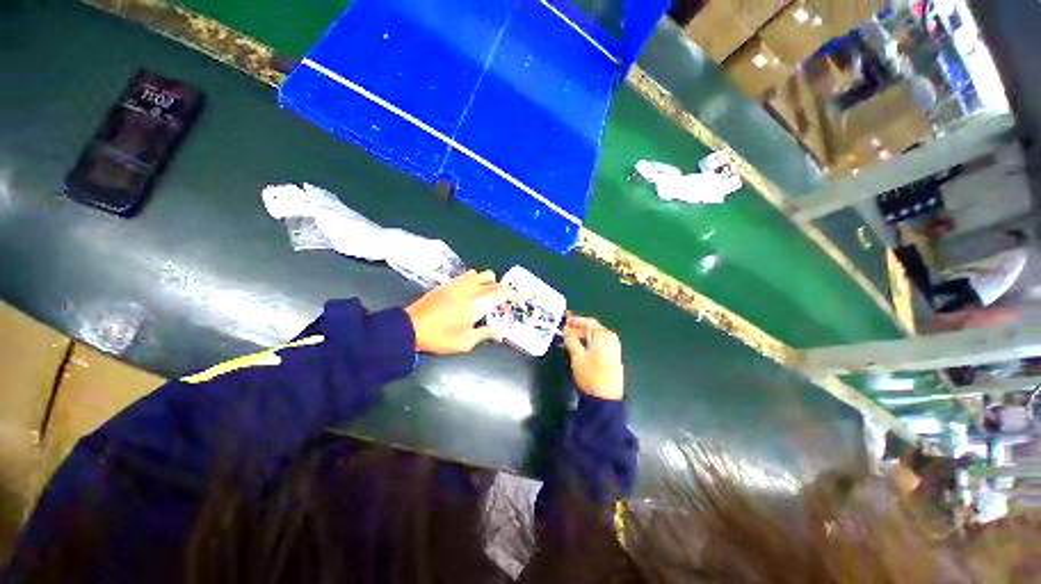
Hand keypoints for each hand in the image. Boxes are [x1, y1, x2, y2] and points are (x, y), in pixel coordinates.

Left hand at [405, 270, 517, 354]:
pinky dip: (477, 280)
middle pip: (494, 283)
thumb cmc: (439, 337)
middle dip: (503, 292)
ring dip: (491, 284)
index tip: (520, 301)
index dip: (514, 295)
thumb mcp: (465, 342)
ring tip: (489, 297)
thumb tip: (500, 334)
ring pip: (482, 275)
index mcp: (477, 304)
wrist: (409, 328)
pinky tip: (473, 291)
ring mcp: (458, 284)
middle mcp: (470, 289)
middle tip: (503, 306)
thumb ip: (485, 334)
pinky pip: (468, 275)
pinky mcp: (448, 283)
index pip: (502, 293)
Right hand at [562, 314, 623, 400]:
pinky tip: (579, 348)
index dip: (575, 320)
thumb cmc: (591, 374)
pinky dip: (589, 343)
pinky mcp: (613, 357)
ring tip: (569, 340)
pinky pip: (599, 344)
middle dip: (578, 328)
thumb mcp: (577, 356)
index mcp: (604, 335)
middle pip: (593, 328)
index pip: (588, 321)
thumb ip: (571, 339)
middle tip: (565, 331)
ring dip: (582, 336)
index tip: (565, 320)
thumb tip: (566, 329)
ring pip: (595, 337)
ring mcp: (614, 348)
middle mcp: (611, 339)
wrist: (606, 398)